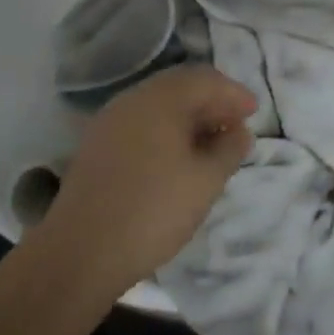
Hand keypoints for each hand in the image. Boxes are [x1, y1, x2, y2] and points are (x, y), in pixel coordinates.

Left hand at [40, 67, 257, 294]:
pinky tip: (177, 157)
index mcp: (161, 99)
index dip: (234, 94)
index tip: (254, 114)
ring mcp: (109, 121)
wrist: (79, 254)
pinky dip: (165, 130)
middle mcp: (133, 100)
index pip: (206, 80)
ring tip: (210, 144)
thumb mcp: (206, 181)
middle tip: (235, 126)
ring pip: (159, 105)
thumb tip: (239, 133)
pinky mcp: (96, 146)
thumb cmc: (153, 211)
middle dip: (212, 103)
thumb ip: (229, 150)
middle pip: (180, 87)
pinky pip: (140, 123)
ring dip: (189, 117)